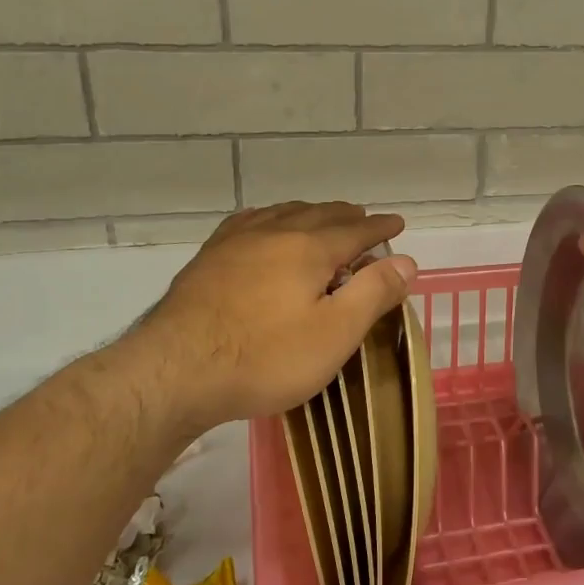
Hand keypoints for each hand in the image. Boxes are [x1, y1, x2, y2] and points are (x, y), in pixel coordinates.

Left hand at [116, 203, 416, 435]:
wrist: (176, 371)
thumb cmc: (266, 357)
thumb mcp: (334, 333)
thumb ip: (373, 293)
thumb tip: (407, 260)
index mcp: (310, 248)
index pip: (356, 230)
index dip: (380, 228)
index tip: (397, 224)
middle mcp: (274, 232)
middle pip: (320, 215)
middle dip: (347, 216)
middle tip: (364, 220)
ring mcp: (235, 242)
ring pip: (282, 214)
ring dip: (310, 213)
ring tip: (322, 217)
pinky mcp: (208, 259)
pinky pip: (247, 222)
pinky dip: (269, 218)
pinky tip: (264, 225)